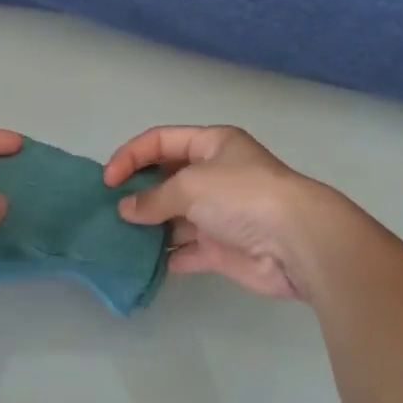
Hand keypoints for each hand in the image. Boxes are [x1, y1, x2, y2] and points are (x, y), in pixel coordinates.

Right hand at [103, 126, 347, 301]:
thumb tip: (126, 210)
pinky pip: (185, 249)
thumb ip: (152, 198)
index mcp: (212, 145)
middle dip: (138, 192)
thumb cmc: (242, 196)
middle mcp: (215, 175)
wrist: (295, 242)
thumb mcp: (190, 185)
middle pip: (166, 178)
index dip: (131, 155)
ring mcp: (218, 213)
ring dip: (148, 226)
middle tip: (109, 209)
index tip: (107, 180)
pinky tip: (141, 261)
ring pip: (174, 216)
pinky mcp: (221, 248)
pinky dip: (165, 255)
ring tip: (117, 236)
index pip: (161, 141)